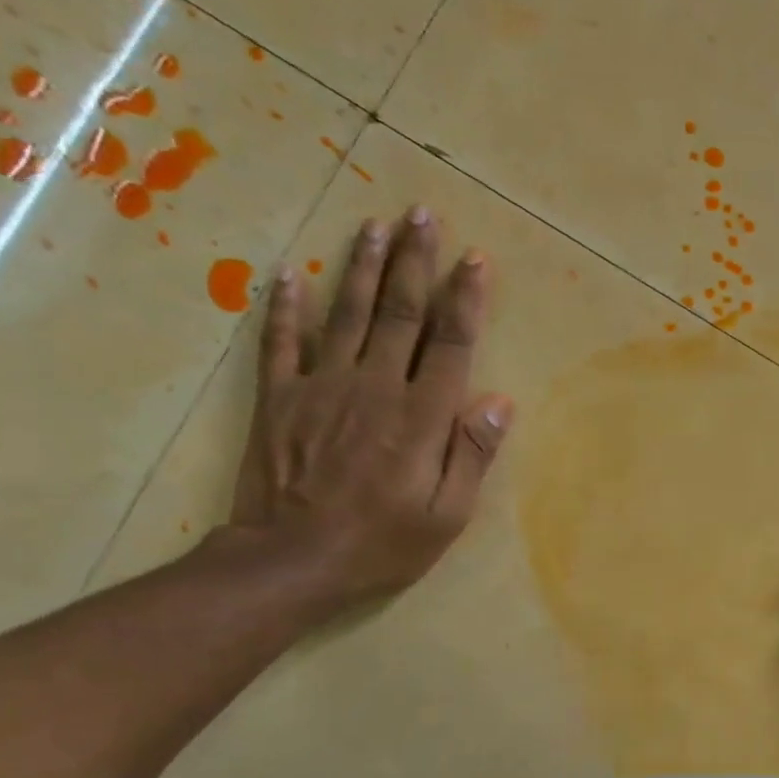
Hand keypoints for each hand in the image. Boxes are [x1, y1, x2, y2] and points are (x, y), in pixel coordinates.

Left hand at [227, 207, 512, 611]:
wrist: (291, 561)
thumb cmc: (382, 544)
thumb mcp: (446, 516)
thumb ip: (471, 455)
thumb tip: (499, 400)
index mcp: (420, 417)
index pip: (449, 344)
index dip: (465, 299)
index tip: (475, 259)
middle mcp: (374, 387)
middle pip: (399, 313)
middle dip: (414, 262)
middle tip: (422, 215)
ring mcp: (321, 387)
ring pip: (346, 314)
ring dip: (363, 267)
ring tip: (374, 225)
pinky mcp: (279, 399)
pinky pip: (282, 343)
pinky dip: (286, 307)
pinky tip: (290, 275)